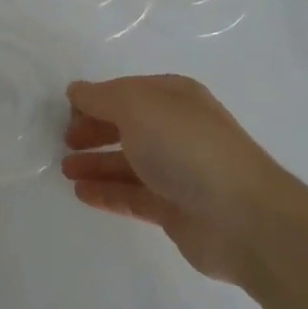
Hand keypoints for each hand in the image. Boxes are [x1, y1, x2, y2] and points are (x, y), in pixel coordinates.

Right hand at [61, 75, 290, 286]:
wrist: (243, 218)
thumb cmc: (186, 147)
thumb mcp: (136, 106)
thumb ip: (101, 97)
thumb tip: (76, 91)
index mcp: (173, 96)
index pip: (125, 91)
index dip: (95, 99)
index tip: (65, 112)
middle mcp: (176, 129)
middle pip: (126, 125)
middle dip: (94, 130)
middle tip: (64, 142)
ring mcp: (178, 171)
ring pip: (128, 162)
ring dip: (96, 164)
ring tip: (65, 170)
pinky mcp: (176, 210)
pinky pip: (133, 196)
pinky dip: (108, 193)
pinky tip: (81, 194)